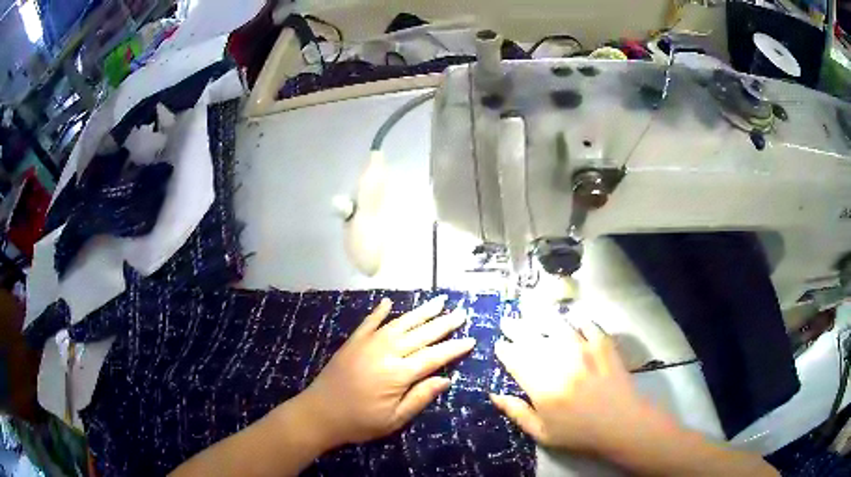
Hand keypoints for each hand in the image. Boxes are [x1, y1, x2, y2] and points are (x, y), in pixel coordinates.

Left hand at [299, 296, 473, 447]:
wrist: (319, 413)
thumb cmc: (360, 422)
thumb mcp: (394, 419)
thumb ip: (420, 397)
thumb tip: (446, 379)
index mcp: (398, 373)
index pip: (434, 356)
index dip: (454, 348)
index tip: (471, 338)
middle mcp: (386, 352)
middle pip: (421, 334)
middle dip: (444, 323)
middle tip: (461, 312)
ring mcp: (368, 343)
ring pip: (400, 323)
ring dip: (421, 312)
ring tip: (438, 301)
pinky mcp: (353, 342)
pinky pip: (370, 322)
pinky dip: (380, 311)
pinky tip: (389, 302)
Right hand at [491, 318, 672, 455]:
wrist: (622, 423)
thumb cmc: (579, 433)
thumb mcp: (542, 433)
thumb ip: (517, 413)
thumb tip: (494, 395)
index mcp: (542, 387)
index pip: (516, 361)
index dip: (505, 350)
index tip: (499, 344)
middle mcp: (560, 363)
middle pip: (532, 339)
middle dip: (516, 328)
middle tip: (507, 321)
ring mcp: (583, 349)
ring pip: (556, 326)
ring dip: (540, 317)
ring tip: (531, 310)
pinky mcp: (603, 344)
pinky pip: (586, 324)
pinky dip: (576, 319)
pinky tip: (570, 318)